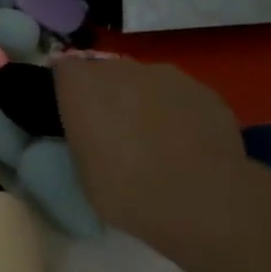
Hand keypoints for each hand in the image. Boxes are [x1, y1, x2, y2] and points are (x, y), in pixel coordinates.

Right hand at [54, 58, 251, 240]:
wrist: (202, 202)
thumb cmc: (124, 189)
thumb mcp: (82, 166)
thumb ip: (83, 134)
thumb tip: (93, 130)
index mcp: (81, 83)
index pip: (64, 70)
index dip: (71, 91)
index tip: (77, 116)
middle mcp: (120, 68)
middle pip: (107, 72)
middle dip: (110, 95)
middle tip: (116, 132)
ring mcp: (166, 76)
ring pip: (147, 82)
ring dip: (146, 101)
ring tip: (158, 141)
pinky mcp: (206, 92)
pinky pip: (181, 97)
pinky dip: (180, 114)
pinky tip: (190, 146)